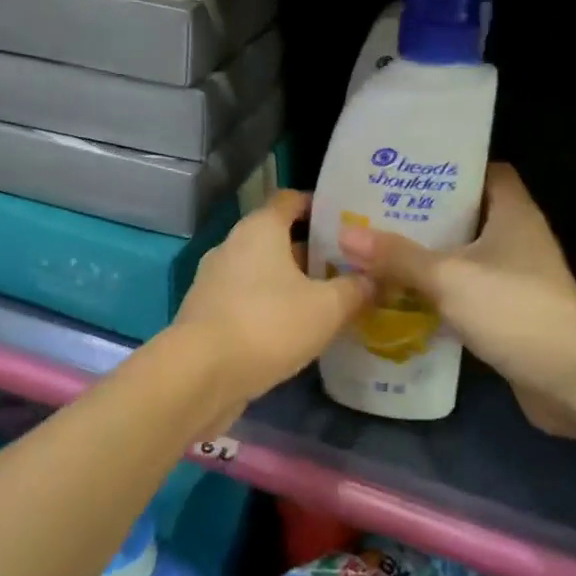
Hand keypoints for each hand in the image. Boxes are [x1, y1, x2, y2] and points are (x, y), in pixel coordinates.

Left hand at [171, 190, 372, 428]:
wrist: (199, 375)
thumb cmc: (268, 324)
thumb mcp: (327, 308)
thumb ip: (355, 290)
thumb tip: (375, 280)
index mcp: (260, 229)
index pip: (291, 199)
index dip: (319, 206)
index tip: (348, 222)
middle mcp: (233, 246)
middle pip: (278, 238)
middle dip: (312, 251)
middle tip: (348, 268)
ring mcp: (215, 281)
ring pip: (263, 272)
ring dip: (292, 283)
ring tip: (329, 301)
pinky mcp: (208, 314)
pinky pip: (248, 300)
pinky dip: (271, 308)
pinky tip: (296, 331)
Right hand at [338, 164, 575, 439]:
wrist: (569, 380)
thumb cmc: (513, 310)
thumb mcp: (448, 278)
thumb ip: (398, 256)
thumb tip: (346, 235)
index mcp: (514, 214)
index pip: (489, 172)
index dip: (453, 168)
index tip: (411, 172)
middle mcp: (520, 238)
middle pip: (472, 213)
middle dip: (429, 214)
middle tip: (383, 212)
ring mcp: (520, 277)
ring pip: (469, 255)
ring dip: (433, 255)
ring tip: (385, 251)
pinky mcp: (513, 312)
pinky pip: (471, 290)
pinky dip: (444, 291)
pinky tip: (408, 296)